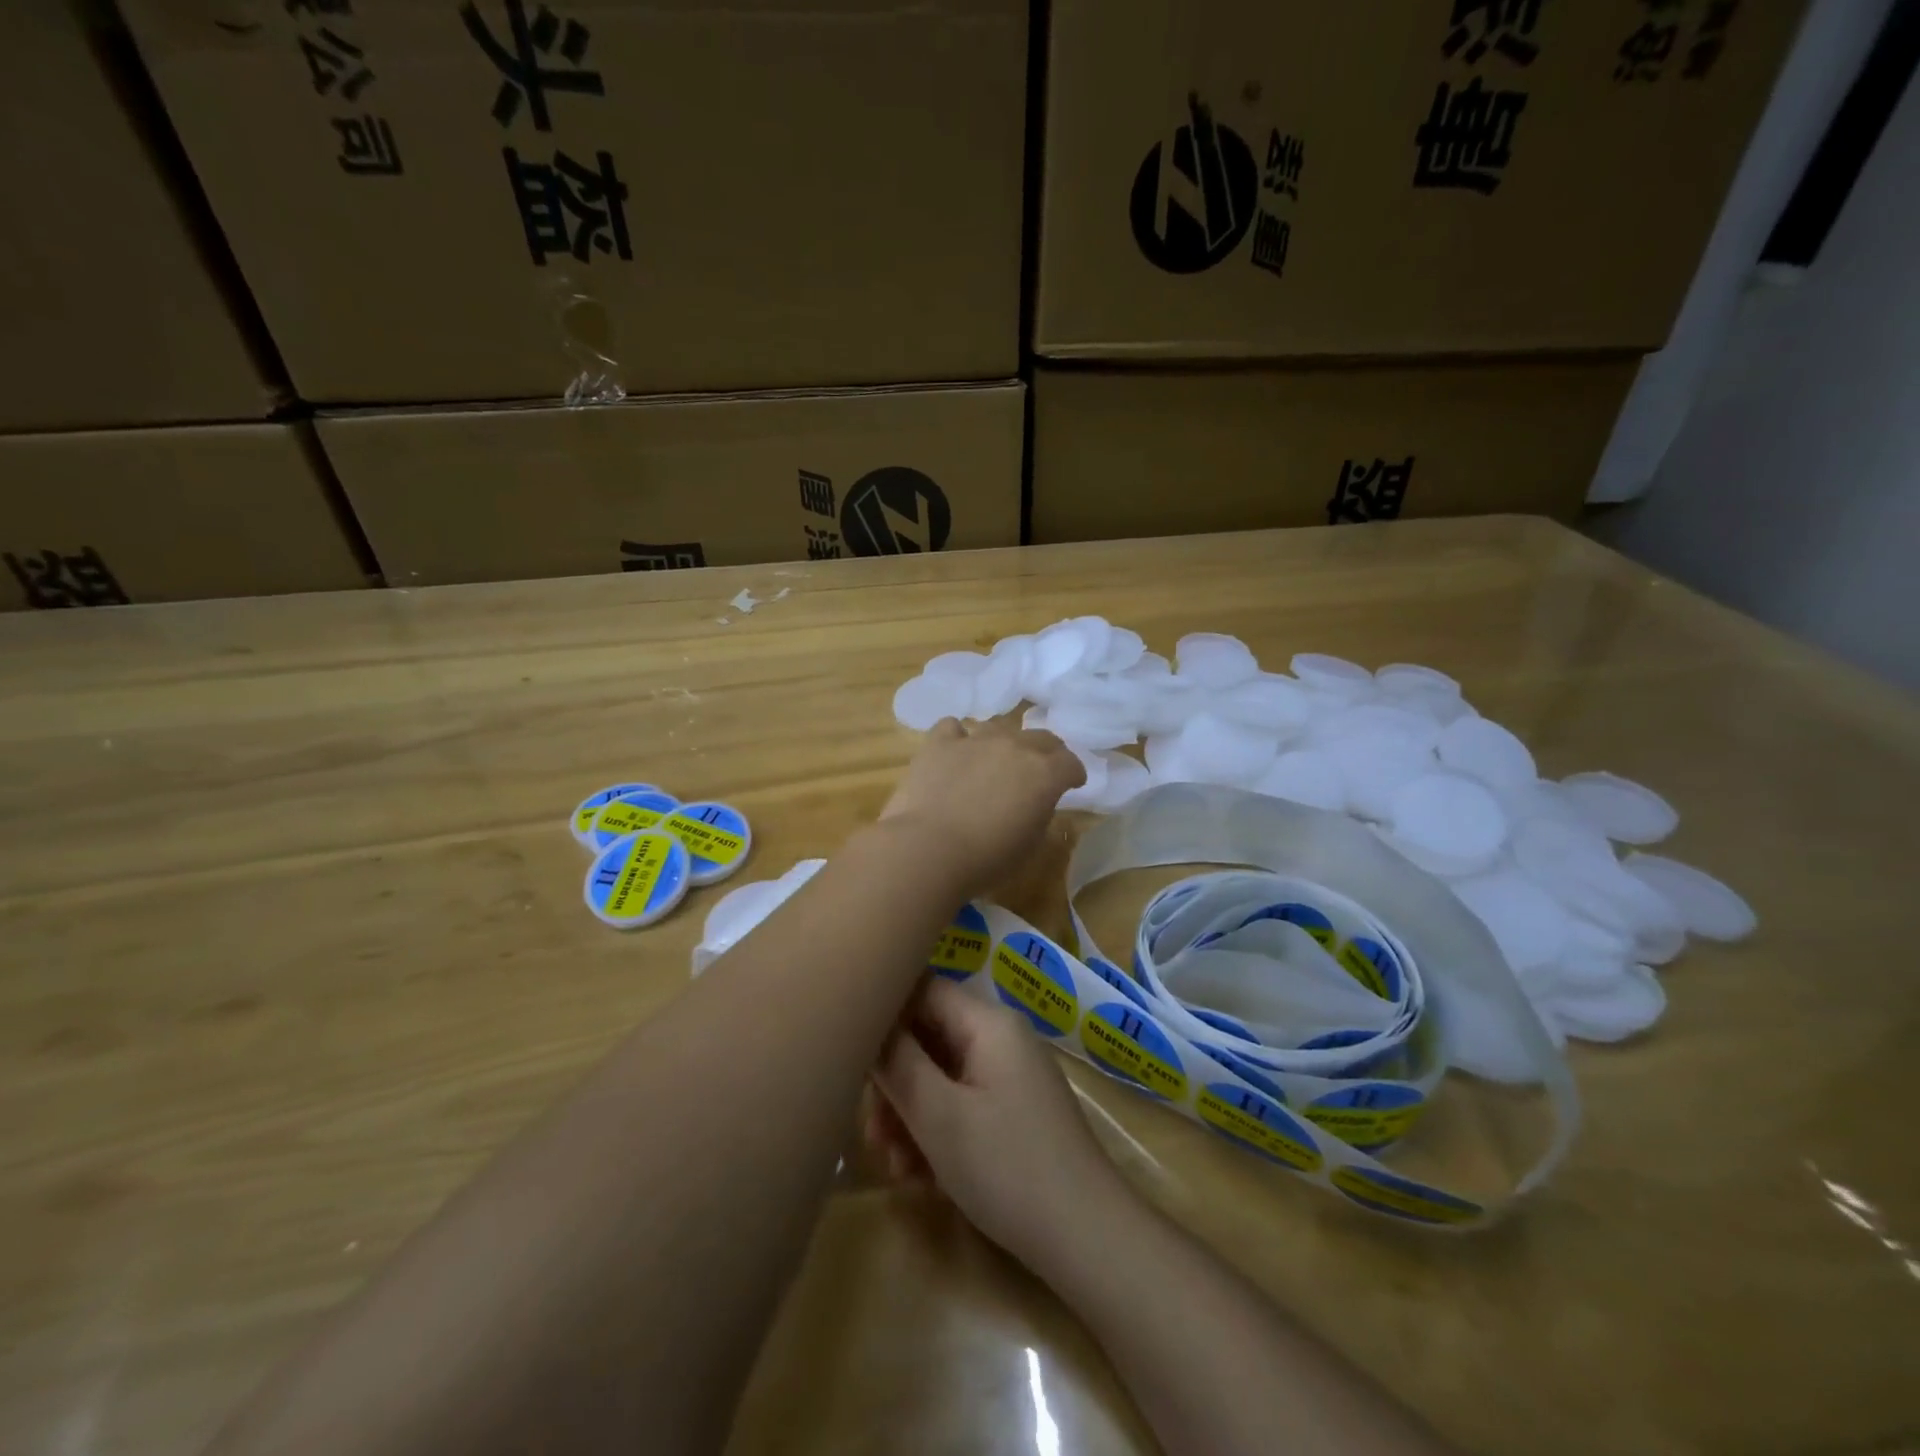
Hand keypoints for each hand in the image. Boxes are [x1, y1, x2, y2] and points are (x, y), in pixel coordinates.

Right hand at [867, 976, 1121, 1269]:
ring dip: (912, 1116)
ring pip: (942, 1076)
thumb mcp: (939, 1116)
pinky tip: (921, 1177)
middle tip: (872, 1135)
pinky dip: (938, 1131)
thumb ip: (898, 1063)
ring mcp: (1011, 1076)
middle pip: (929, 1038)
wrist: (1086, 1237)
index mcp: (988, 1023)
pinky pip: (963, 1103)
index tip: (851, 1058)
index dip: (885, 1018)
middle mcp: (1001, 1038)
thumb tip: (870, 1023)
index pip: (923, 991)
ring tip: (895, 1167)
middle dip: (895, 1084)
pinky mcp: (1015, 1112)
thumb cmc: (1007, 1167)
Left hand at [880, 718, 1083, 899]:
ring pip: (999, 728)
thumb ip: (1039, 813)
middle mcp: (1014, 747)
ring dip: (1003, 744)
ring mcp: (976, 740)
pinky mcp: (940, 743)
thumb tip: (1034, 801)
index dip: (1074, 773)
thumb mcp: (1030, 844)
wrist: (930, 850)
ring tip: (995, 761)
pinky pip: (953, 728)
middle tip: (1040, 769)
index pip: (1070, 763)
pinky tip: (954, 752)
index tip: (1073, 783)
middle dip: (1046, 752)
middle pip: (1041, 738)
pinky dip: (957, 738)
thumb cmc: (987, 858)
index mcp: (1044, 774)